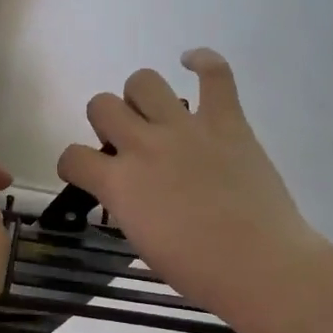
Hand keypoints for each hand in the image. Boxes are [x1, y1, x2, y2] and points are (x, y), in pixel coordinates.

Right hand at [57, 50, 332, 332]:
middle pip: (101, 105)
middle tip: (127, 143)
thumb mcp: (143, 243)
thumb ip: (128, 206)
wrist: (260, 266)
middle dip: (106, 122)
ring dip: (140, 96)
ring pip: (143, 81)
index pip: (72, 156)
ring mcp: (185, 128)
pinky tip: (192, 63)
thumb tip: (130, 192)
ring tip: (154, 114)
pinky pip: (214, 74)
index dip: (73, 164)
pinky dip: (203, 62)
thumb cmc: (199, 271)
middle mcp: (143, 146)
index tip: (87, 173)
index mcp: (119, 184)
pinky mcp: (226, 121)